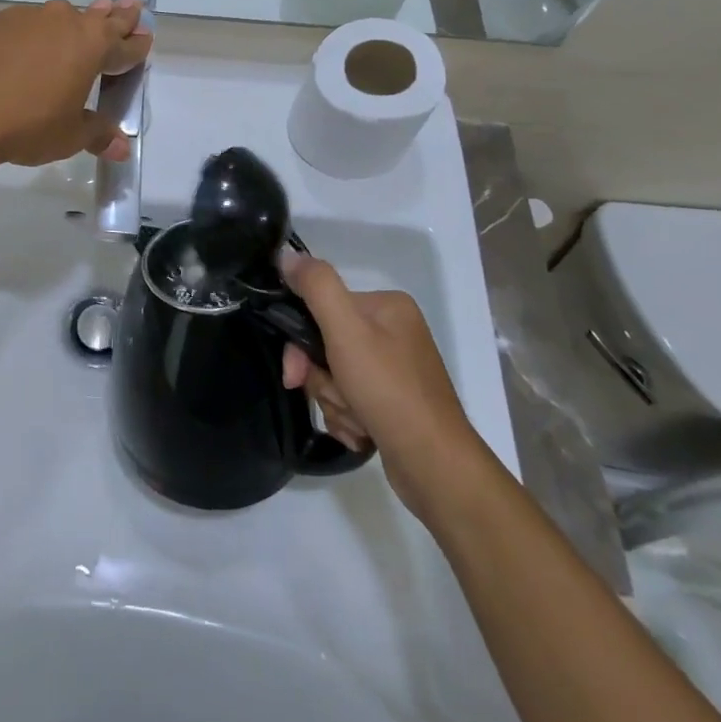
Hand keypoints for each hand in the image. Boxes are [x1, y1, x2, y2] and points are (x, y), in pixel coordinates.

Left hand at [0, 0, 151, 170]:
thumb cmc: (27, 124)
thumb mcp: (69, 136)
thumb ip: (97, 135)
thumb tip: (121, 148)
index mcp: (92, 46)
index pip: (125, 44)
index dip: (137, 45)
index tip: (146, 37)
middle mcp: (64, 22)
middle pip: (98, 17)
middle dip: (116, 15)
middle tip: (129, 4)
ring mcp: (27, 18)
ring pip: (58, 17)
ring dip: (71, 23)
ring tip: (74, 27)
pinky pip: (23, 25)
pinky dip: (31, 35)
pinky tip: (22, 51)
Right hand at [278, 250, 476, 514]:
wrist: (435, 466)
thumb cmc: (389, 391)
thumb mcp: (346, 330)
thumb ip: (316, 286)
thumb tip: (286, 254)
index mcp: (387, 306)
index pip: (323, 308)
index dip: (302, 341)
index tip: (296, 372)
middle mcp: (394, 332)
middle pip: (328, 346)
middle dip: (323, 379)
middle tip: (333, 400)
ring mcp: (396, 370)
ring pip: (336, 377)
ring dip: (335, 402)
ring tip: (356, 421)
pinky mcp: (394, 404)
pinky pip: (352, 401)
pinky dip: (349, 418)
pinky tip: (363, 433)